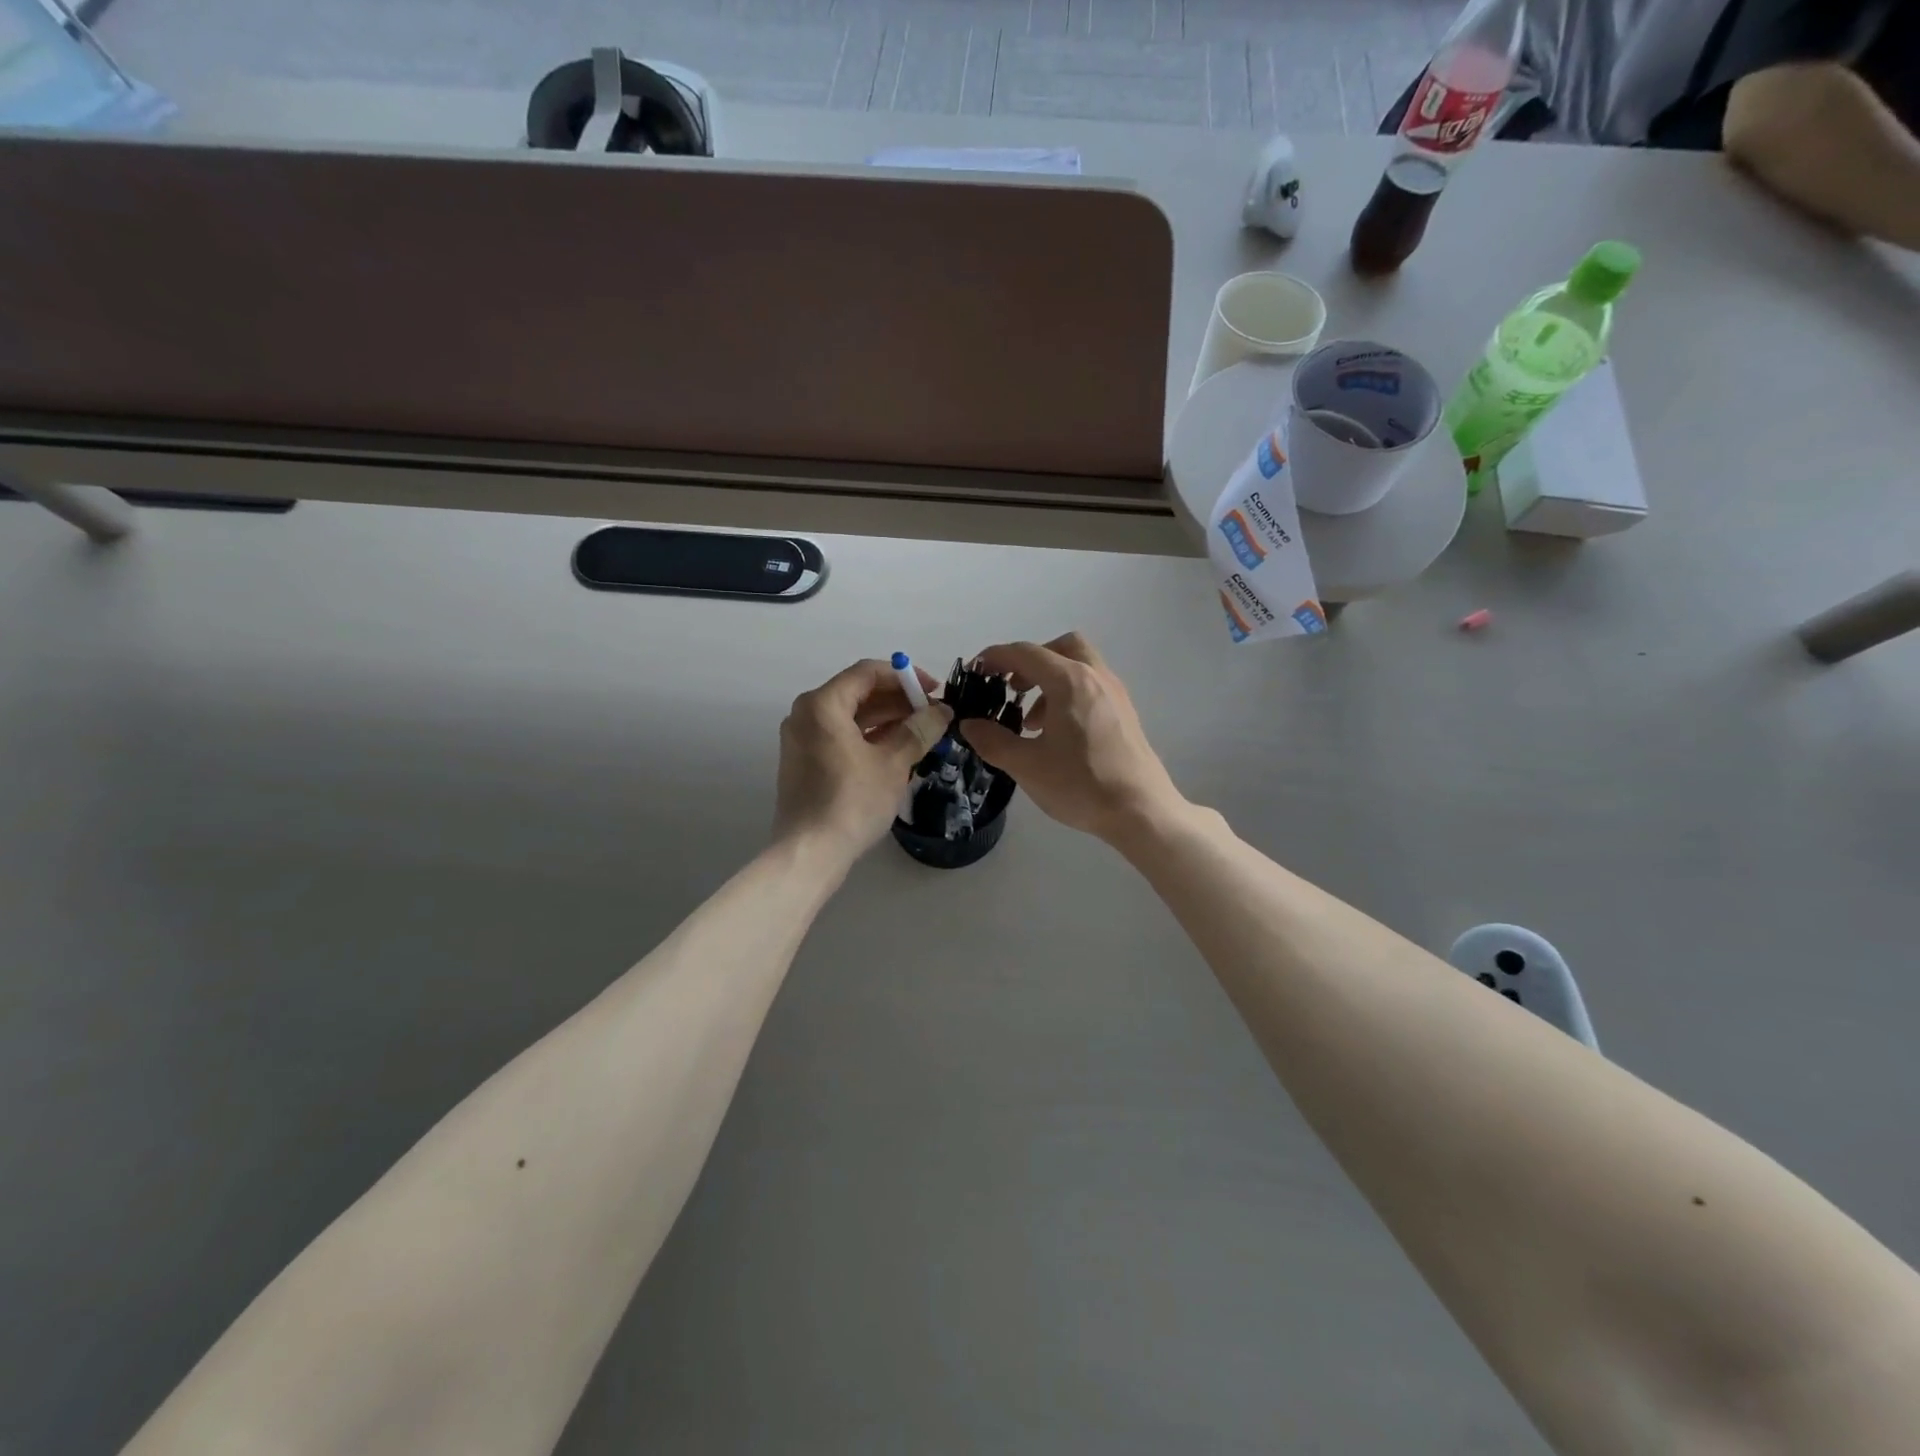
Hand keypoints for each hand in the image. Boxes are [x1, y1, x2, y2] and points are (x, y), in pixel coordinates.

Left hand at [774, 659, 951, 866]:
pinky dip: (869, 737)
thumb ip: (918, 731)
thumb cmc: (852, 802)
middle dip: (898, 700)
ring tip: (923, 731)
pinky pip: (841, 736)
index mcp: (822, 704)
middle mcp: (806, 714)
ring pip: (850, 716)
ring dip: (886, 719)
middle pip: (858, 692)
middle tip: (933, 714)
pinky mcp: (805, 761)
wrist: (810, 852)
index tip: (934, 691)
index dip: (905, 677)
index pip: (867, 672)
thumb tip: (942, 711)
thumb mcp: (893, 763)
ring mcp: (802, 739)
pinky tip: (898, 748)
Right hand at [956, 633, 1184, 844]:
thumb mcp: (1026, 766)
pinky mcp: (1125, 713)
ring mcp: (1115, 694)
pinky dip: (1068, 695)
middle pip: (1060, 647)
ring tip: (1031, 721)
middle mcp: (1095, 677)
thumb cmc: (1081, 784)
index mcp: (1069, 681)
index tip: (975, 671)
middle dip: (1030, 661)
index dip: (995, 657)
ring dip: (1049, 681)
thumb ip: (992, 741)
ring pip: (1079, 666)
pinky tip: (1057, 734)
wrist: (1141, 811)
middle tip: (1011, 688)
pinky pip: (1091, 686)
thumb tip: (969, 724)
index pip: (1025, 653)